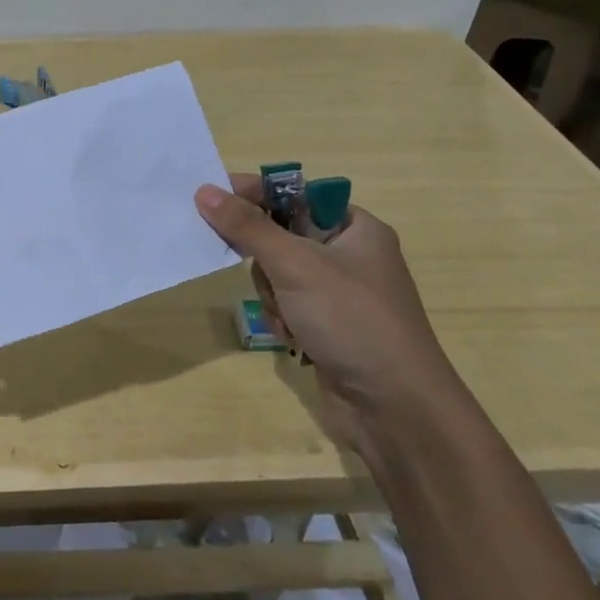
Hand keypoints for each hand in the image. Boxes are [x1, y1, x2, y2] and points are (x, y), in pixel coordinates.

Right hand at [195, 177, 465, 450]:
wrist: (394, 408)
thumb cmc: (351, 320)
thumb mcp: (295, 265)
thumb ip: (247, 227)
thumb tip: (204, 191)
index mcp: (356, 229)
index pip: (295, 194)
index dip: (255, 193)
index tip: (212, 198)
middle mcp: (350, 256)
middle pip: (281, 236)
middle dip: (266, 261)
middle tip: (268, 274)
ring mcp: (339, 294)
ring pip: (278, 274)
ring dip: (273, 296)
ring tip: (290, 319)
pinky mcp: (328, 326)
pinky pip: (287, 306)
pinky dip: (282, 319)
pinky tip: (295, 339)